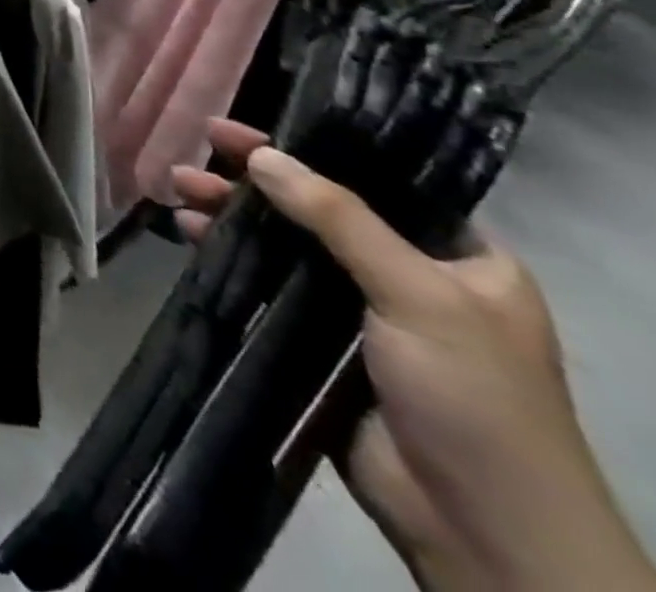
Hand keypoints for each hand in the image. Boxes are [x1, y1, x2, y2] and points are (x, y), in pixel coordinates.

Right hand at [175, 123, 655, 591]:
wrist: (476, 529)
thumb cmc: (475, 398)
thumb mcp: (421, 297)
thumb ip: (339, 218)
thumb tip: (262, 156)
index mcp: (462, 258)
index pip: (379, 180)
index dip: (314, 147)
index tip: (249, 126)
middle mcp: (409, 274)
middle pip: (318, 205)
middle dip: (255, 177)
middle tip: (199, 146)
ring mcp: (358, 309)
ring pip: (284, 241)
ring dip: (232, 212)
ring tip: (178, 185)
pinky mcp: (317, 339)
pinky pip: (266, 281)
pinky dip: (228, 253)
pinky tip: (190, 231)